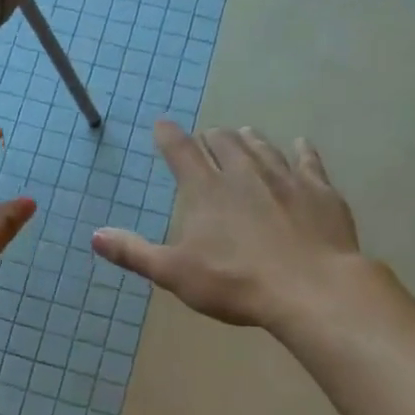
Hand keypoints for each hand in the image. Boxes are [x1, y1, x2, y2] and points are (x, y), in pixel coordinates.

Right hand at [92, 121, 364, 330]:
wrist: (311, 289)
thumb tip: (95, 236)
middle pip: (224, 143)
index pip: (180, 151)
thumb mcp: (174, 273)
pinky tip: (300, 145)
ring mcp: (285, 178)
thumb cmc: (235, 283)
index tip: (160, 125)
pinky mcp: (319, 191)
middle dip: (211, 138)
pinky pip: (307, 161)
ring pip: (262, 147)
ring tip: (243, 133)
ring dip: (249, 139)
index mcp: (206, 190)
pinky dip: (301, 151)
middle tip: (206, 139)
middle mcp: (244, 173)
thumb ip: (134, 252)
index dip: (168, 136)